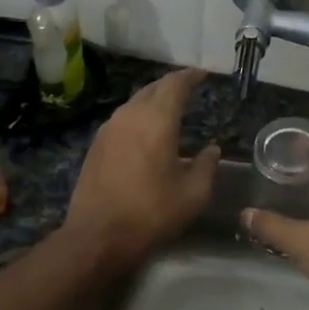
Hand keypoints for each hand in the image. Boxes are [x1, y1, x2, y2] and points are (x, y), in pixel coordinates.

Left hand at [63, 67, 219, 269]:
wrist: (97, 236)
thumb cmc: (151, 213)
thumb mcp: (193, 194)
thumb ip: (207, 166)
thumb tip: (212, 149)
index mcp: (157, 120)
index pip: (175, 84)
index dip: (191, 76)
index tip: (203, 73)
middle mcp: (130, 116)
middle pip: (152, 89)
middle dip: (171, 85)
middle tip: (188, 87)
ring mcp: (108, 129)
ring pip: (134, 103)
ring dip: (153, 101)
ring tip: (169, 109)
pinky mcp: (96, 146)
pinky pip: (122, 120)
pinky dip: (139, 117)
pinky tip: (146, 132)